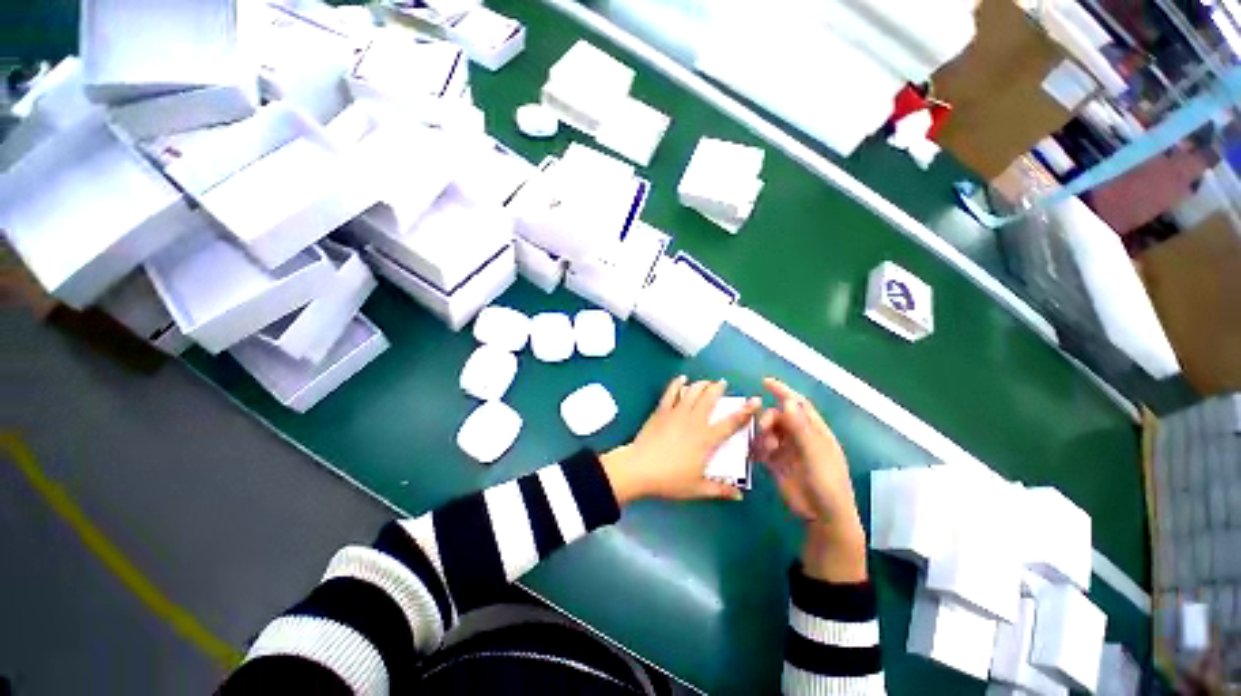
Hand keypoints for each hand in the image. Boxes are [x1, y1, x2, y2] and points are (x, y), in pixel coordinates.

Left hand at [602, 376, 759, 504]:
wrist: (640, 468)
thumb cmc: (670, 479)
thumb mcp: (697, 488)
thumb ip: (720, 490)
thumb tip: (739, 495)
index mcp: (706, 439)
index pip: (731, 422)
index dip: (745, 411)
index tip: (755, 400)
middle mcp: (694, 421)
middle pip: (710, 398)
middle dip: (718, 388)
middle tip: (723, 383)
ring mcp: (677, 413)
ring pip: (692, 392)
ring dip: (701, 384)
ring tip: (706, 382)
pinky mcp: (662, 410)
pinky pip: (671, 392)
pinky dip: (677, 383)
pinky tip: (682, 378)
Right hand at [755, 378, 866, 581]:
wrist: (823, 518)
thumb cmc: (827, 484)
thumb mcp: (815, 455)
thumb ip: (800, 429)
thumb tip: (786, 401)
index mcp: (815, 431)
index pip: (798, 405)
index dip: (783, 392)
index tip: (765, 382)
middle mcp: (800, 437)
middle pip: (779, 417)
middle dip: (769, 419)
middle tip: (764, 430)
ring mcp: (788, 450)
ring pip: (769, 432)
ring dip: (763, 435)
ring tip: (765, 449)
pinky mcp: (777, 464)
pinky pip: (763, 449)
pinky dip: (758, 449)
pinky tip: (757, 456)